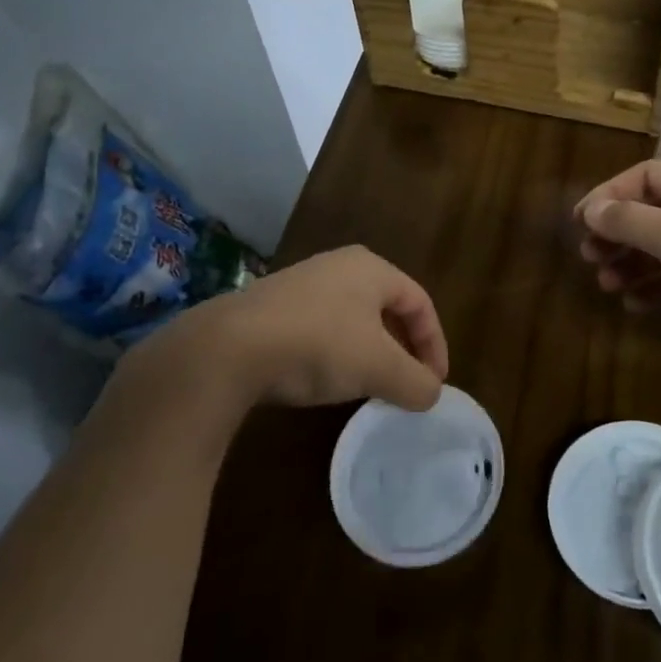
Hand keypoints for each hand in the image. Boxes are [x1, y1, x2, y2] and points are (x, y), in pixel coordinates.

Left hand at [113, 247, 447, 419]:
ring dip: (369, 353)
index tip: (435, 384)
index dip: (434, 344)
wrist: (226, 349)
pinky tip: (325, 381)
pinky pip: (319, 328)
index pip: (420, 302)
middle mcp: (338, 266)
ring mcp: (300, 285)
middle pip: (387, 308)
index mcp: (371, 268)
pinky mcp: (270, 308)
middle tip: (408, 383)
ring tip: (370, 387)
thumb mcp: (378, 368)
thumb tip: (430, 395)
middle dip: (403, 348)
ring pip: (352, 319)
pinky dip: (335, 354)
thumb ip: (415, 382)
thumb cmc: (317, 345)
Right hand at [576, 160, 660, 373]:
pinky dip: (655, 285)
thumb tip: (592, 209)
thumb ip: (633, 222)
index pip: (645, 177)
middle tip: (590, 257)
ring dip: (631, 262)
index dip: (609, 195)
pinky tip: (638, 305)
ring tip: (607, 284)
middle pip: (651, 211)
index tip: (581, 224)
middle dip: (617, 233)